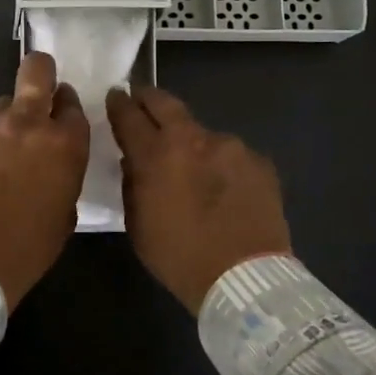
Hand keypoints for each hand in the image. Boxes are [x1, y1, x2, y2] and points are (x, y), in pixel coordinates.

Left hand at [0, 52, 90, 307]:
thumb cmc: (28, 248)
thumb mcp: (64, 214)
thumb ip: (63, 175)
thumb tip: (52, 165)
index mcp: (64, 145)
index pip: (72, 106)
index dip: (67, 107)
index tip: (61, 114)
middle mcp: (28, 125)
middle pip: (37, 71)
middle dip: (41, 70)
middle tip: (40, 84)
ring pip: (2, 103)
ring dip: (7, 118)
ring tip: (0, 149)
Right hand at [106, 85, 291, 313]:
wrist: (246, 278)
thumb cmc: (180, 257)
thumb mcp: (138, 225)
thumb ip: (132, 184)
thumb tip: (134, 162)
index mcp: (156, 154)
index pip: (129, 115)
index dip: (119, 103)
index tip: (116, 96)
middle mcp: (193, 139)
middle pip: (165, 103)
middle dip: (149, 98)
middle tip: (142, 98)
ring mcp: (230, 146)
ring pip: (202, 133)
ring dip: (192, 143)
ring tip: (194, 168)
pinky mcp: (259, 161)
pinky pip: (232, 156)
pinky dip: (222, 165)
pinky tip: (225, 189)